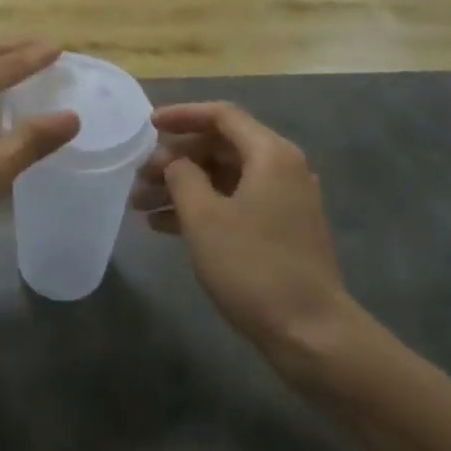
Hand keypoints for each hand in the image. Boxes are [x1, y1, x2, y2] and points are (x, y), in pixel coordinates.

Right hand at [131, 103, 359, 361]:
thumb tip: (174, 162)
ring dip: (182, 187)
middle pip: (220, 147)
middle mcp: (281, 169)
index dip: (181, 115)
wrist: (312, 334)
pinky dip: (201, 209)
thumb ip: (181, 176)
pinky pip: (233, 204)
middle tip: (139, 176)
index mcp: (270, 154)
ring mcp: (283, 201)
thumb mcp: (204, 217)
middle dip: (175, 159)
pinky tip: (164, 227)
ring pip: (223, 178)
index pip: (221, 116)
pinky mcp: (280, 231)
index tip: (147, 125)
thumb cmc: (253, 266)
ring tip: (141, 206)